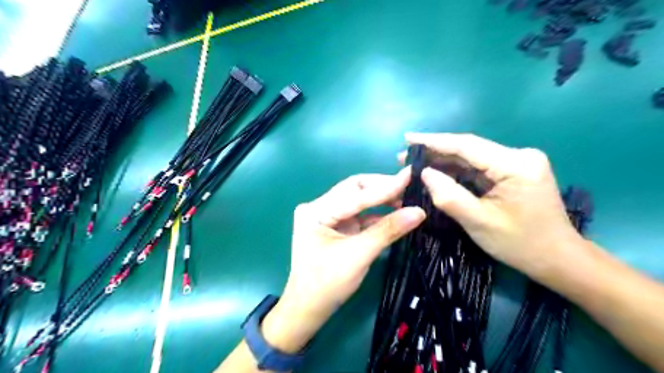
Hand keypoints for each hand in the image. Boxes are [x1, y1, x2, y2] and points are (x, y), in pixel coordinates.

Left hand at [259, 169, 424, 352]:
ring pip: (359, 200)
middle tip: (410, 187)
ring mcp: (328, 216)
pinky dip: (377, 214)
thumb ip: (387, 231)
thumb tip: (419, 212)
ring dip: (381, 200)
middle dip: (382, 188)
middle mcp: (319, 207)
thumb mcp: (359, 255)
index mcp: (316, 211)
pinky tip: (396, 213)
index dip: (385, 186)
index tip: (410, 174)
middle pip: (355, 190)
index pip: (355, 194)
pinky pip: (359, 214)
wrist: (309, 309)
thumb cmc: (327, 284)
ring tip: (407, 198)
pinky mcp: (336, 226)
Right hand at [404, 133, 584, 282]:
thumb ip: (449, 196)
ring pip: (472, 158)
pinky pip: (479, 167)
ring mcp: (518, 162)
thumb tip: (425, 173)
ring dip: (443, 162)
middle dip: (435, 152)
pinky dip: (457, 171)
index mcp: (516, 165)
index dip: (433, 141)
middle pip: (468, 149)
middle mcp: (519, 156)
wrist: (558, 259)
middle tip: (404, 157)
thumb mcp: (479, 222)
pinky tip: (437, 173)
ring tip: (415, 165)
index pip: (467, 145)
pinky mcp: (514, 171)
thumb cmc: (520, 244)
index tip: (407, 138)